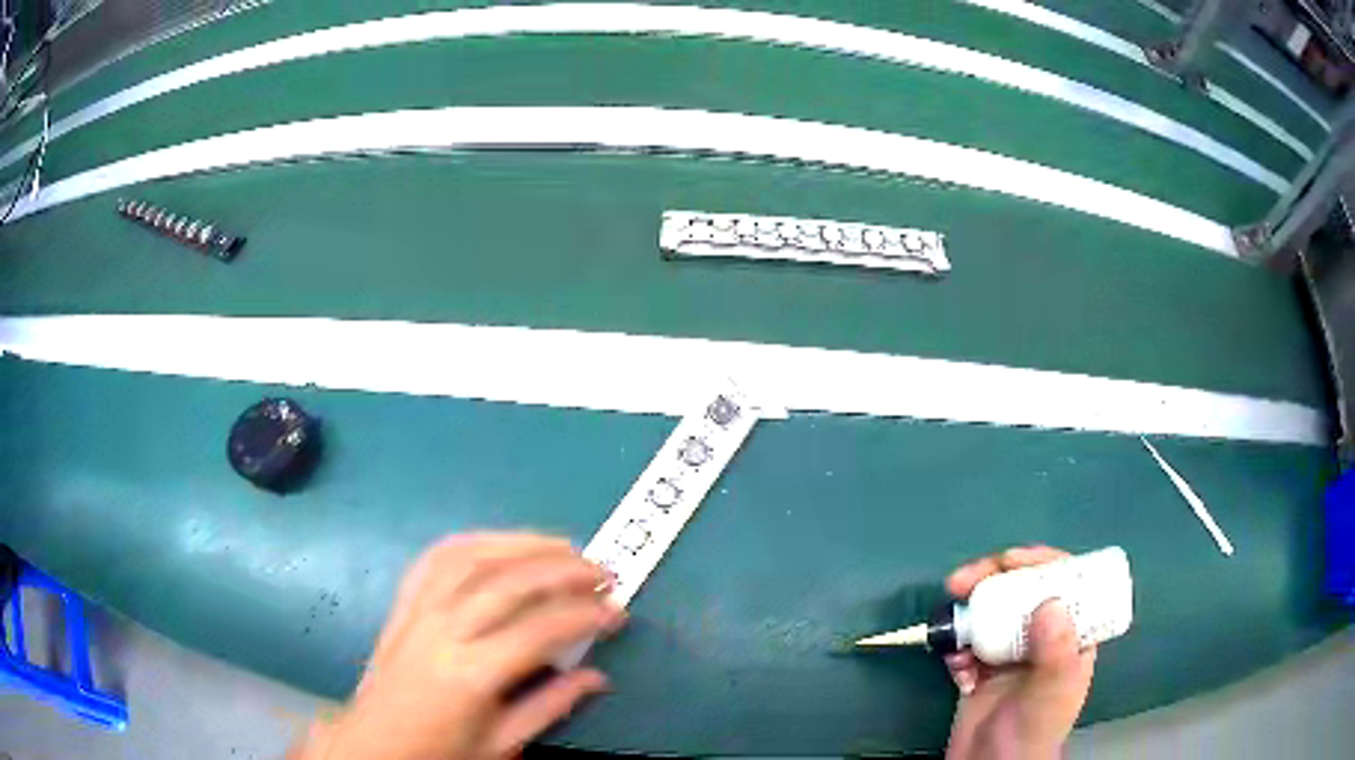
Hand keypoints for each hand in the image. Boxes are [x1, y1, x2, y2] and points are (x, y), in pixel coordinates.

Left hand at [290, 533, 624, 759]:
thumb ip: (551, 706)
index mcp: (471, 674)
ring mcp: (419, 609)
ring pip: (474, 557)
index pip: (539, 629)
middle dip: (563, 570)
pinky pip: (439, 557)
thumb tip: (599, 677)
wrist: (376, 742)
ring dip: (524, 544)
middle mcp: (443, 630)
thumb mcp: (502, 743)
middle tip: (603, 571)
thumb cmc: (440, 750)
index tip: (618, 613)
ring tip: (565, 547)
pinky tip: (504, 543)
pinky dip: (477, 541)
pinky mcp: (405, 601)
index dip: (585, 616)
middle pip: (509, 582)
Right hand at [943, 546, 1094, 759]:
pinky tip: (953, 666)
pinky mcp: (978, 670)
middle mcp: (1040, 637)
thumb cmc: (1033, 729)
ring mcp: (1008, 653)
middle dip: (991, 580)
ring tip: (951, 627)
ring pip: (989, 614)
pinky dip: (954, 648)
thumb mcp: (1053, 690)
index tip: (1011, 560)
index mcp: (1070, 634)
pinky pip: (964, 644)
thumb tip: (1048, 601)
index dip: (1040, 563)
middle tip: (963, 580)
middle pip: (1019, 591)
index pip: (1064, 583)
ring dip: (967, 614)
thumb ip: (1056, 649)